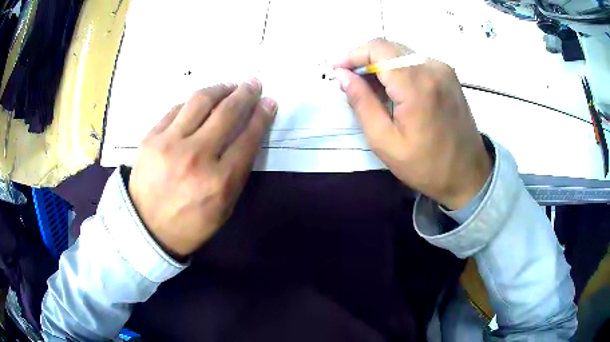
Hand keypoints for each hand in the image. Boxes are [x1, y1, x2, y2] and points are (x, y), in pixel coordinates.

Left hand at [128, 80, 276, 257]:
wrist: (146, 229)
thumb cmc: (190, 224)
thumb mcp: (224, 208)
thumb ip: (237, 172)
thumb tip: (247, 135)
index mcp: (219, 182)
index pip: (248, 137)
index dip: (262, 116)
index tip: (269, 102)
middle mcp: (196, 157)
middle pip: (227, 113)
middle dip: (245, 94)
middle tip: (253, 84)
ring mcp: (169, 144)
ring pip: (200, 101)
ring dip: (220, 89)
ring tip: (229, 86)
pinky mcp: (150, 138)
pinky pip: (176, 109)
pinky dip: (192, 103)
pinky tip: (201, 102)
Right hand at [334, 38, 491, 209]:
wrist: (468, 175)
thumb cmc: (426, 166)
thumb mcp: (385, 141)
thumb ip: (362, 103)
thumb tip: (342, 76)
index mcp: (417, 85)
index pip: (378, 49)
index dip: (352, 54)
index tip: (336, 68)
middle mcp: (433, 68)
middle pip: (390, 47)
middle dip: (364, 58)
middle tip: (349, 80)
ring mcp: (444, 70)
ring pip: (402, 53)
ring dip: (380, 64)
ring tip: (368, 88)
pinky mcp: (449, 76)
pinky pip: (415, 61)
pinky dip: (398, 69)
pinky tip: (392, 89)